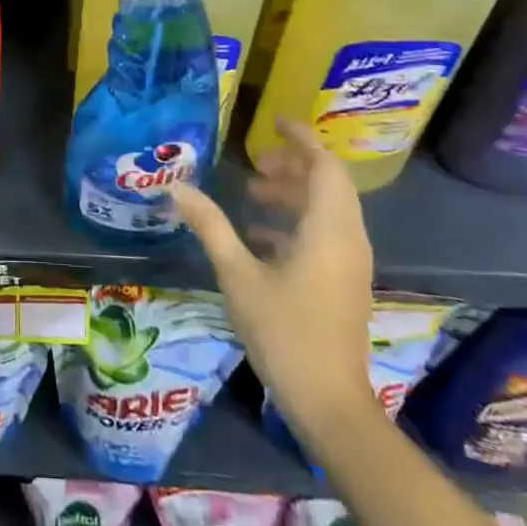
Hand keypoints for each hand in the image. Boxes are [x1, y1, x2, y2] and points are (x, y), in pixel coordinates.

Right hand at [171, 117, 374, 431]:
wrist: (330, 403)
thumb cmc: (284, 331)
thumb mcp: (238, 274)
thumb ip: (210, 226)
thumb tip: (176, 187)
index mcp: (328, 229)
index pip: (324, 166)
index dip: (302, 139)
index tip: (273, 122)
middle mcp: (347, 239)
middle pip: (328, 185)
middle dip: (293, 166)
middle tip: (254, 164)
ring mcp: (349, 264)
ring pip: (327, 210)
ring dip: (293, 195)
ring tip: (251, 193)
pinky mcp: (343, 284)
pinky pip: (325, 235)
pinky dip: (296, 223)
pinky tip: (259, 237)